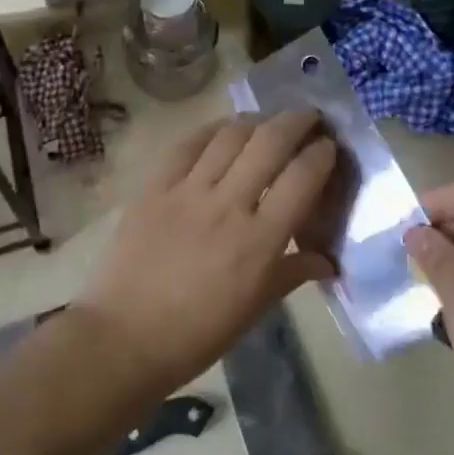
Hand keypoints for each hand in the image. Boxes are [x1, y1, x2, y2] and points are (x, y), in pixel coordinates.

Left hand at [75, 112, 337, 397]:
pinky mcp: (155, 187)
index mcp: (260, 241)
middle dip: (296, 121)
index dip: (321, 154)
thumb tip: (328, 261)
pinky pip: (187, 144)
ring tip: (266, 122)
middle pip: (270, 142)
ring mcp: (188, 191)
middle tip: (308, 118)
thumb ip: (292, 274)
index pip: (302, 178)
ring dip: (256, 120)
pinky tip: (222, 131)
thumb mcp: (254, 309)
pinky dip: (211, 130)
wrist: (125, 337)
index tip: (328, 147)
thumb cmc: (198, 333)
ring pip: (230, 135)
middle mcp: (228, 205)